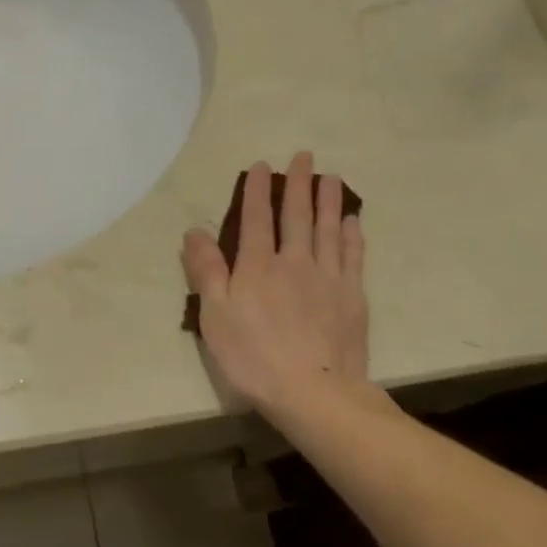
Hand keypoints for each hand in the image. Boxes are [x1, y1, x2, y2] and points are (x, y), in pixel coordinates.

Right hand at [181, 152, 372, 414]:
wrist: (313, 390)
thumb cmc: (253, 356)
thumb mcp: (214, 315)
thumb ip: (206, 270)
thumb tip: (194, 231)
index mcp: (257, 266)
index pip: (256, 219)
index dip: (257, 190)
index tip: (261, 165)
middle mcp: (294, 262)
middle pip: (297, 216)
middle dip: (298, 184)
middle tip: (304, 156)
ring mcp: (328, 277)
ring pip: (328, 229)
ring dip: (328, 200)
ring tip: (330, 176)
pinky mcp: (352, 296)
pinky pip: (353, 255)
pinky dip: (352, 234)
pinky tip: (352, 220)